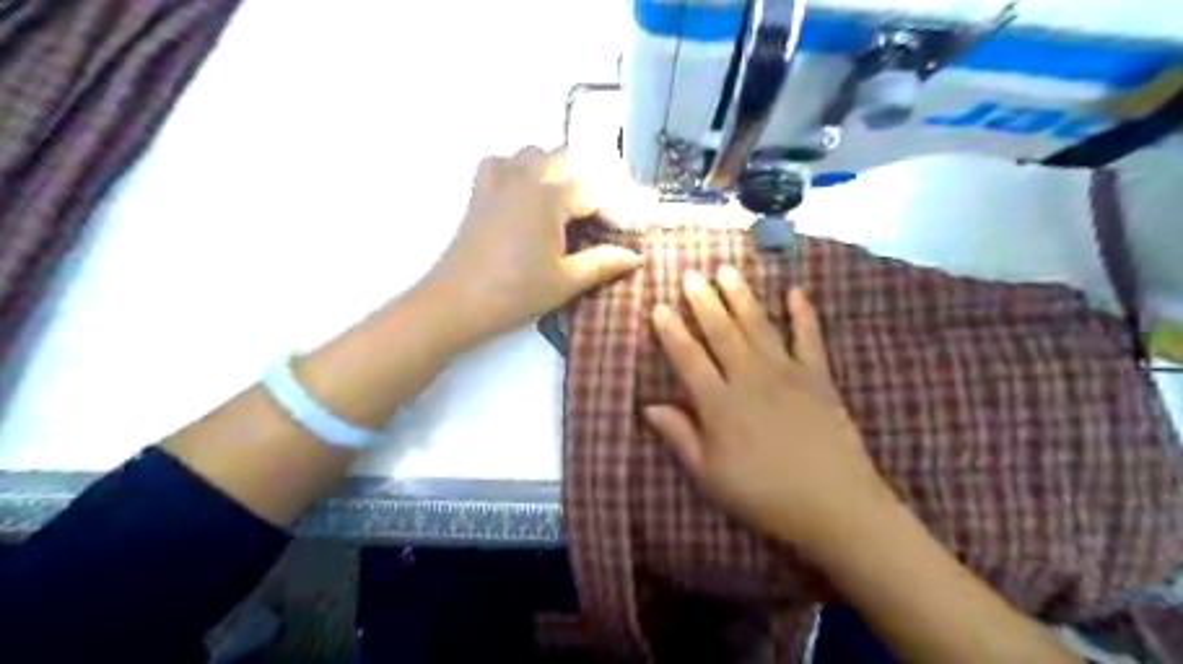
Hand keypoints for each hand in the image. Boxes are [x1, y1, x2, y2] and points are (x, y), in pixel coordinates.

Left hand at [420, 144, 646, 346]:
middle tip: (611, 215)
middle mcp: (525, 176)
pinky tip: (529, 191)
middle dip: (596, 183)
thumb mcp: (566, 280)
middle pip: (571, 161)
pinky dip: (522, 168)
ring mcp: (499, 180)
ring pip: (538, 154)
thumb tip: (636, 256)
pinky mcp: (480, 191)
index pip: (596, 192)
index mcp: (549, 196)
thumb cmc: (515, 292)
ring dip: (562, 170)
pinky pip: (504, 162)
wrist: (456, 302)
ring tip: (576, 202)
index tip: (634, 231)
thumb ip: (603, 263)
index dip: (619, 211)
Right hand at [644, 264, 902, 553]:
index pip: (688, 358)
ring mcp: (787, 373)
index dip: (671, 332)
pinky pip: (809, 337)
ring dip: (741, 295)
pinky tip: (795, 291)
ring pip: (758, 325)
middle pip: (721, 332)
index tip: (659, 307)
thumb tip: (648, 407)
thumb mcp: (710, 476)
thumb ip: (679, 436)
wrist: (834, 505)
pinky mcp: (818, 376)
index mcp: (719, 404)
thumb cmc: (764, 495)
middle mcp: (749, 378)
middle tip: (691, 274)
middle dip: (703, 301)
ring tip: (726, 270)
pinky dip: (803, 313)